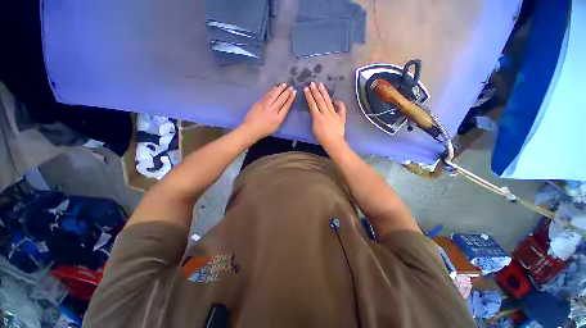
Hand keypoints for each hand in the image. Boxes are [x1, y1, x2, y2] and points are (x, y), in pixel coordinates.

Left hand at [242, 83, 295, 139]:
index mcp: (278, 118)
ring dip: (279, 89)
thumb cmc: (265, 130)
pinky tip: (275, 88)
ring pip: (273, 95)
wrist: (251, 128)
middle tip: (290, 87)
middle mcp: (272, 110)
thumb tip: (283, 107)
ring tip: (284, 84)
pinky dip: (272, 90)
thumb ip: (280, 116)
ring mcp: (265, 105)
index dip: (290, 99)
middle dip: (286, 92)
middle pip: (281, 99)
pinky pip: (267, 95)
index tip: (294, 93)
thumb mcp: (276, 126)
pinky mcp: (259, 102)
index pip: (286, 106)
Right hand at [304, 82, 346, 149]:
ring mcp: (334, 114)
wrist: (333, 143)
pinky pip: (342, 109)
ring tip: (321, 85)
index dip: (309, 96)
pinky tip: (337, 100)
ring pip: (329, 102)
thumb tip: (316, 113)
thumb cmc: (322, 138)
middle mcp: (326, 113)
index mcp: (318, 117)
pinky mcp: (341, 117)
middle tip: (312, 83)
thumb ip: (315, 119)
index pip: (312, 104)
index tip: (306, 89)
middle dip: (315, 91)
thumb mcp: (314, 129)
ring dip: (325, 93)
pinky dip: (340, 104)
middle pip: (320, 100)